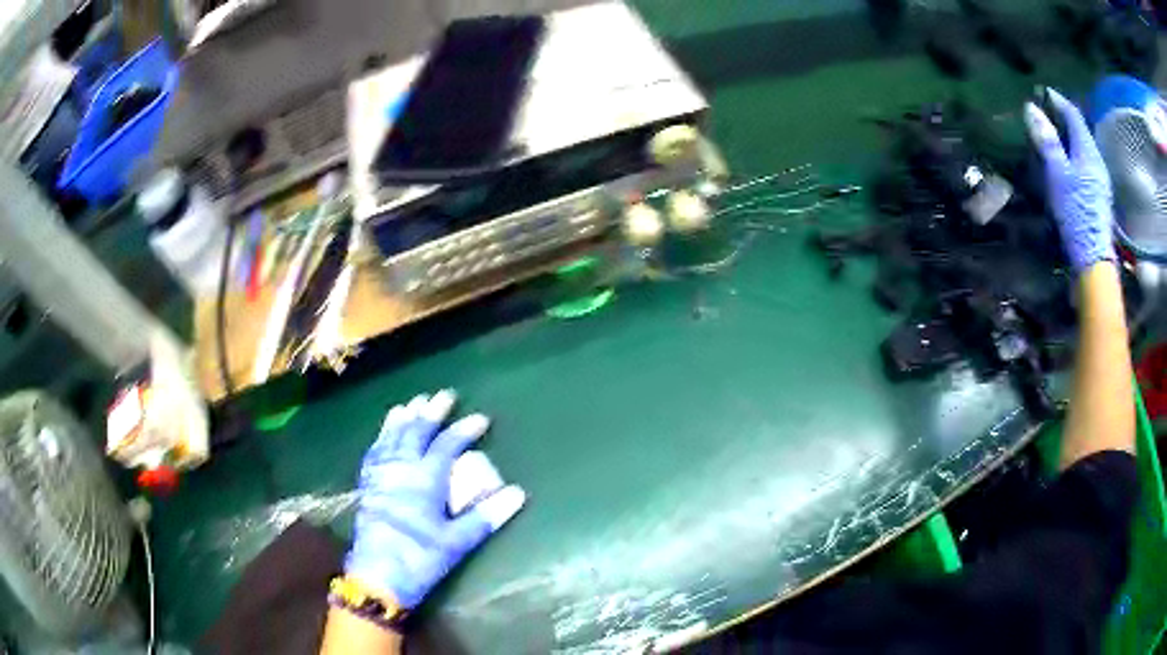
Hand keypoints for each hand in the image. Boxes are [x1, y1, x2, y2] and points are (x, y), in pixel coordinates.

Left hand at [345, 390, 525, 609]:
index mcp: (425, 480)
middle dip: (430, 412)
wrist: (378, 575)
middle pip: (415, 433)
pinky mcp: (367, 486)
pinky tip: (382, 436)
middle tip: (443, 395)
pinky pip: (373, 452)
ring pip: (391, 438)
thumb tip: (518, 493)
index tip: (480, 419)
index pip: (447, 445)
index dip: (464, 430)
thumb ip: (486, 516)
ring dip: (402, 419)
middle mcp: (400, 470)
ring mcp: (380, 476)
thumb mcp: (458, 541)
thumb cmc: (421, 557)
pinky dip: (380, 438)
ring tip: (410, 403)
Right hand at [1024, 89, 1114, 272]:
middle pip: (1081, 131)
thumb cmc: (1075, 212)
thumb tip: (1032, 108)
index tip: (1043, 92)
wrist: (1093, 258)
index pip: (1073, 115)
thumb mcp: (1057, 174)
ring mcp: (1101, 180)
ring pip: (1084, 148)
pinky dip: (1075, 156)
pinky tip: (1068, 163)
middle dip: (1064, 119)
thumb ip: (1047, 141)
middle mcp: (1097, 160)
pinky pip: (1087, 165)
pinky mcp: (1100, 196)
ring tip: (1056, 137)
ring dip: (1070, 138)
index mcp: (1088, 150)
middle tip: (1048, 113)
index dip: (1058, 100)